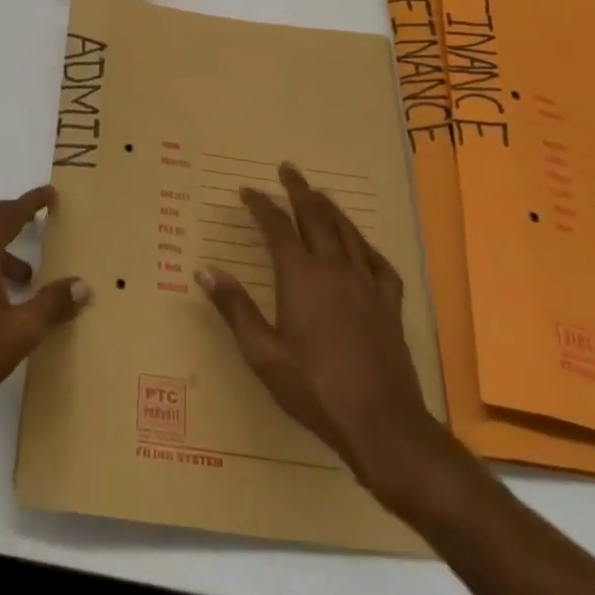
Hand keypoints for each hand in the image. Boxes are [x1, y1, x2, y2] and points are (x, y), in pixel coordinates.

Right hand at [197, 163, 457, 511]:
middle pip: (316, 217)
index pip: (278, 227)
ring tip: (319, 194)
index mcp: (301, 277)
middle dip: (299, 191)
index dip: (261, 205)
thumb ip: (234, 308)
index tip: (248, 191)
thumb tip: (204, 271)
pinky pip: (378, 262)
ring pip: (348, 232)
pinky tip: (362, 245)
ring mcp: (367, 284)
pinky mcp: (389, 304)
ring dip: (330, 208)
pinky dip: (365, 245)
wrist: (382, 424)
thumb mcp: (263, 354)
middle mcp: (335, 269)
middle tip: (287, 170)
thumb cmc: (315, 389)